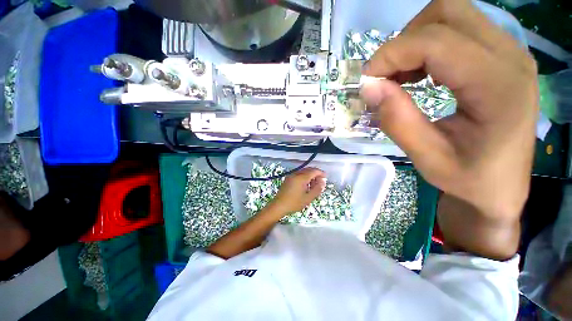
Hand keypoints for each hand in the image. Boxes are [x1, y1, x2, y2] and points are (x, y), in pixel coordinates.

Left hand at [266, 167, 325, 215]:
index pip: (314, 171)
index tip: (325, 178)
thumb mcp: (308, 198)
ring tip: (313, 185)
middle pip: (309, 170)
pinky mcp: (288, 179)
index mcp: (301, 178)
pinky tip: (305, 185)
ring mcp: (291, 176)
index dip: (321, 173)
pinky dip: (304, 177)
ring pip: (304, 172)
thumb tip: (323, 182)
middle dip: (316, 174)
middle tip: (320, 182)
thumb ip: (317, 189)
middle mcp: (296, 174)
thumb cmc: (294, 203)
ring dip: (310, 175)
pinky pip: (299, 174)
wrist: (279, 206)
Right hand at [360, 0, 537, 258]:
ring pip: (451, 15)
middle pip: (446, 14)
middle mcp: (507, 57)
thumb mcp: (425, 157)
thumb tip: (368, 88)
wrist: (501, 190)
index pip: (433, 42)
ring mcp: (506, 53)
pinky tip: (418, 74)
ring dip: (414, 41)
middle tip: (382, 76)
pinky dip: (426, 45)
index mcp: (497, 85)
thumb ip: (395, 118)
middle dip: (402, 41)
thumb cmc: (467, 182)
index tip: (364, 81)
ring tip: (397, 75)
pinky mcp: (499, 58)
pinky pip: (456, 30)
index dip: (389, 57)